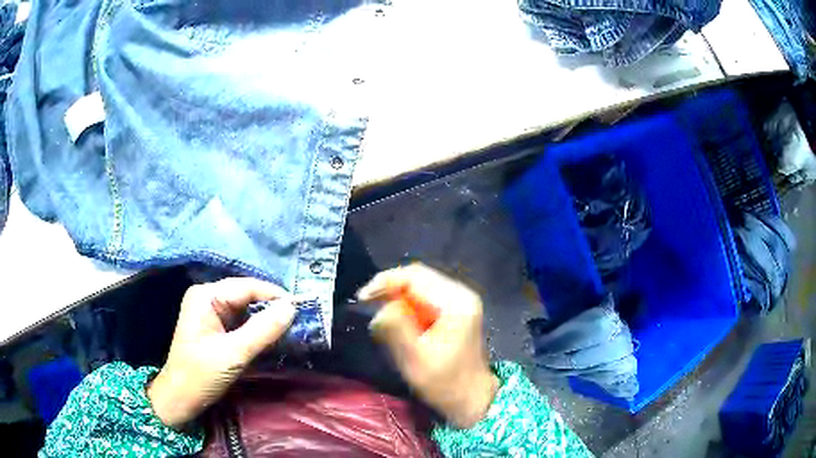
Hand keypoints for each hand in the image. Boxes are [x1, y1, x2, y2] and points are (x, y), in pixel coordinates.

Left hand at [147, 277, 295, 429]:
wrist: (179, 398)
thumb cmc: (201, 375)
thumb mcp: (233, 354)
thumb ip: (263, 330)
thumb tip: (292, 307)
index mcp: (206, 296)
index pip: (247, 287)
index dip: (275, 296)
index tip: (303, 309)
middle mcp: (207, 297)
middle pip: (246, 295)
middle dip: (271, 307)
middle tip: (298, 322)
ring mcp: (209, 312)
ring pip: (245, 309)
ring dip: (265, 319)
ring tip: (289, 330)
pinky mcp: (214, 327)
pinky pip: (240, 321)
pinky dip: (256, 328)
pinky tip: (270, 337)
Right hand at [358, 264, 498, 428]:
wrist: (471, 399)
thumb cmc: (444, 383)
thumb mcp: (415, 358)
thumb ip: (395, 328)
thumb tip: (381, 307)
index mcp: (456, 301)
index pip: (415, 275)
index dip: (385, 281)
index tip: (363, 298)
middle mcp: (460, 294)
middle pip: (418, 279)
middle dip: (390, 290)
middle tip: (367, 305)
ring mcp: (459, 303)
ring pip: (419, 289)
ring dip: (397, 300)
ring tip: (380, 318)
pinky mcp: (453, 313)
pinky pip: (424, 301)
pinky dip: (407, 308)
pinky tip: (397, 323)